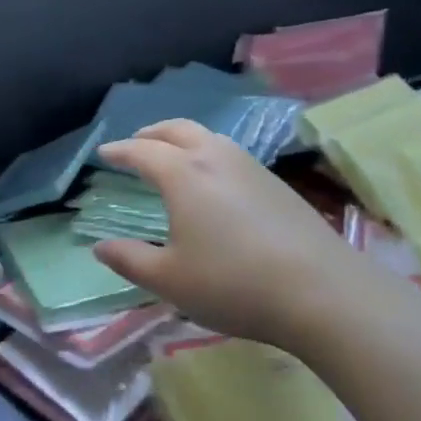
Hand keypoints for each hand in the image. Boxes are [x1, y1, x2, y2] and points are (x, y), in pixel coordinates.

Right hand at [93, 120, 374, 352]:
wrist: (321, 291)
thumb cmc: (233, 284)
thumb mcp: (170, 280)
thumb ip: (130, 260)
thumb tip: (99, 246)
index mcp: (183, 174)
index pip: (142, 151)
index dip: (119, 151)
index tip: (103, 153)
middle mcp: (215, 158)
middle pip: (177, 129)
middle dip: (152, 132)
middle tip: (137, 142)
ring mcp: (250, 166)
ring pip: (209, 137)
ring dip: (183, 139)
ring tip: (174, 156)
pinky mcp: (276, 183)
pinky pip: (231, 153)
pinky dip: (209, 153)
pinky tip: (215, 181)